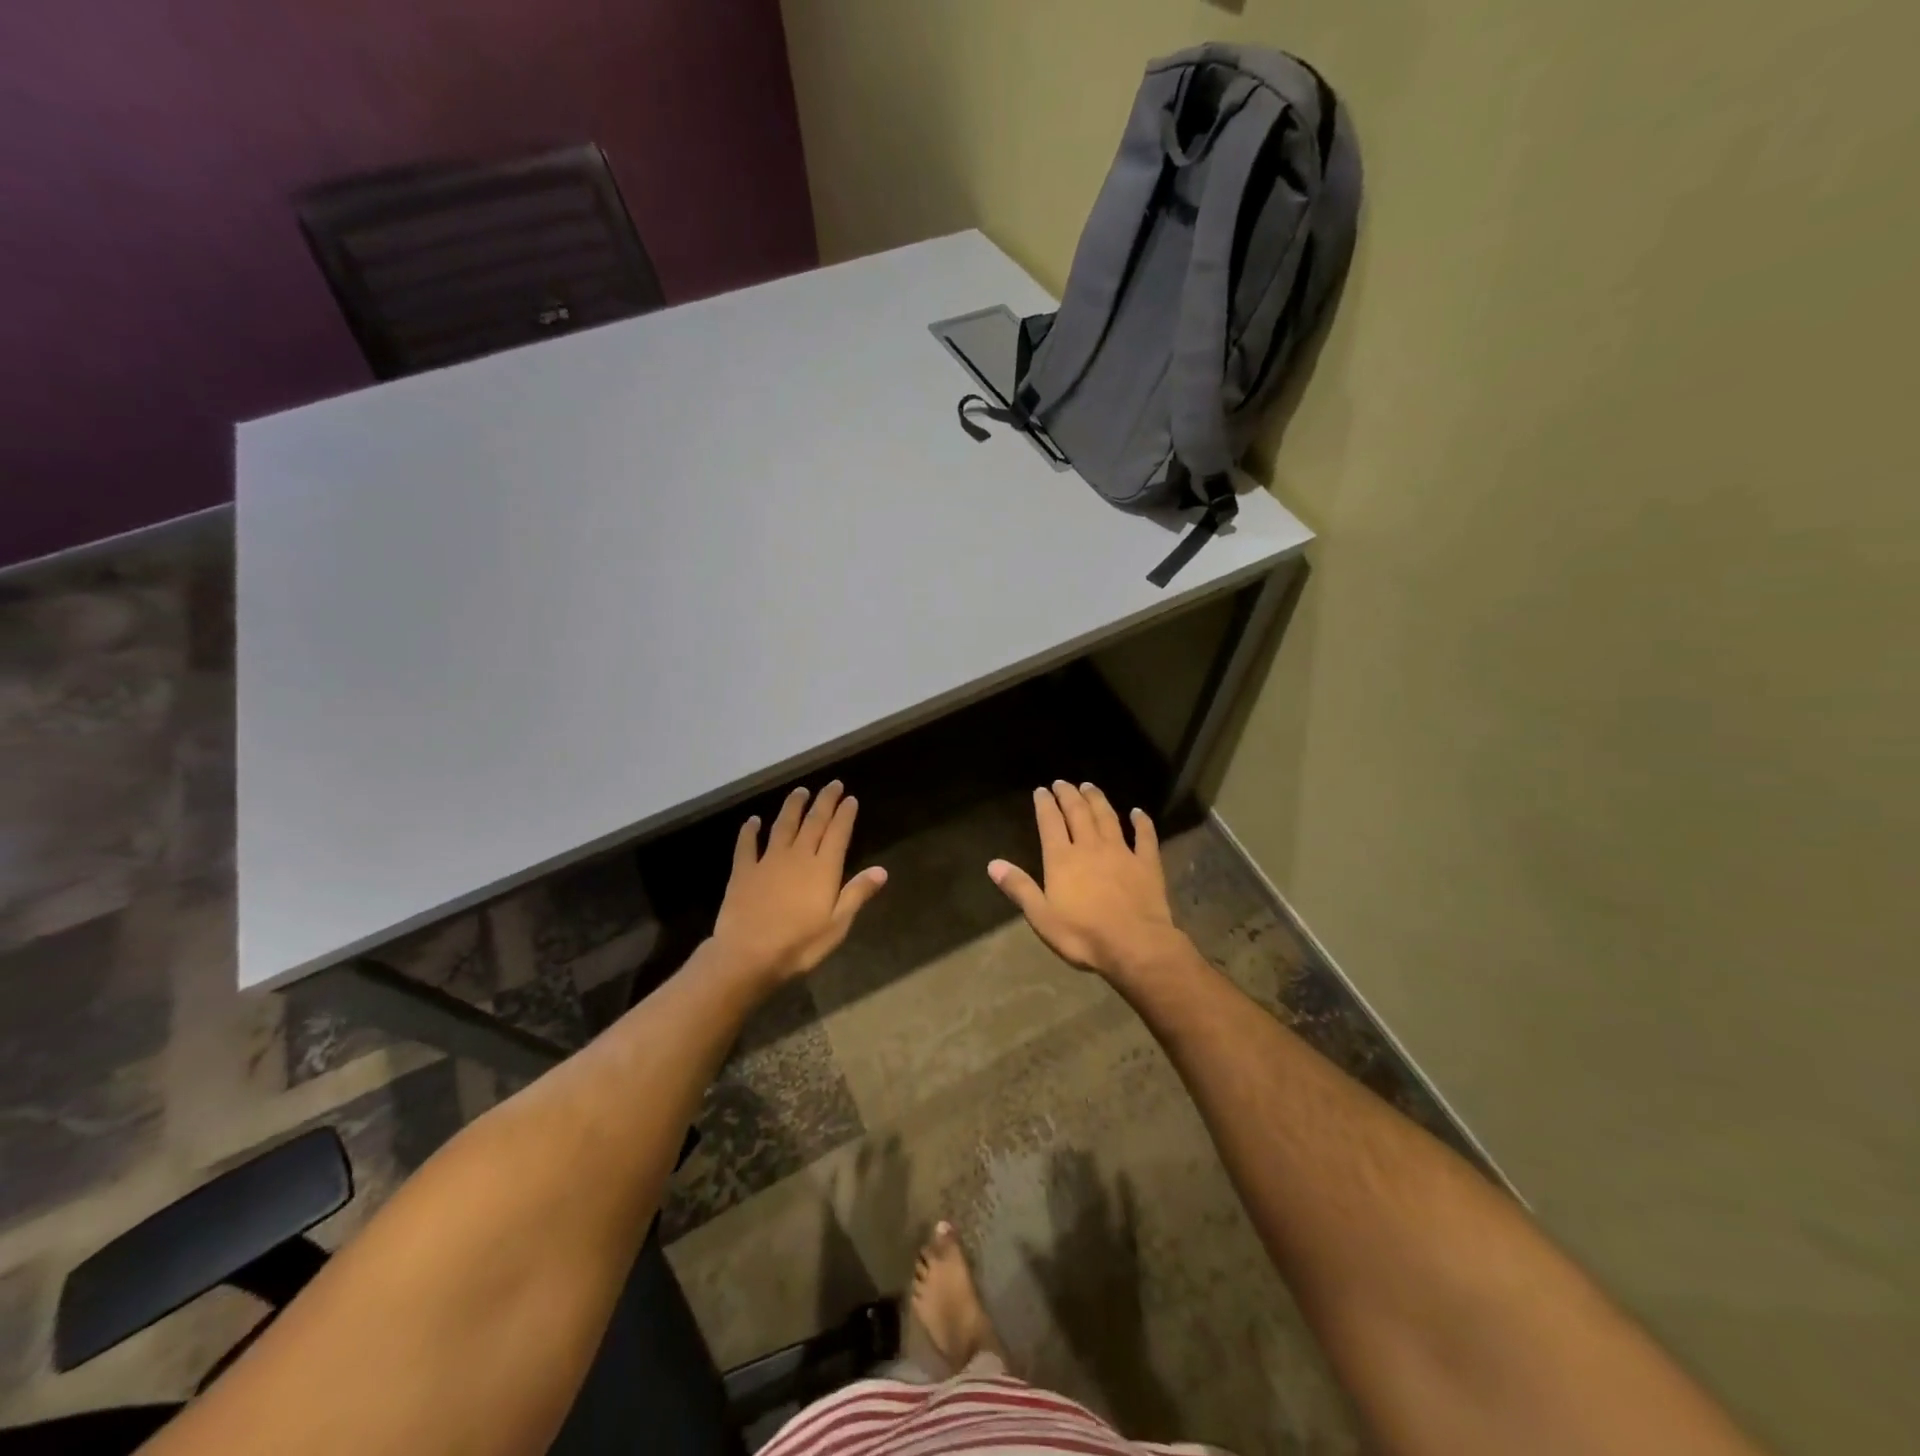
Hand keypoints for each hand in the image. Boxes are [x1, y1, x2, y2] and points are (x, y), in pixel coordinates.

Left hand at [711, 781, 887, 984]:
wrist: (747, 955)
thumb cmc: (799, 944)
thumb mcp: (837, 924)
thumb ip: (857, 893)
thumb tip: (882, 870)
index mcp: (823, 869)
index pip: (838, 833)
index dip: (845, 814)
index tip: (850, 798)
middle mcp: (797, 856)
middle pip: (813, 822)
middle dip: (825, 802)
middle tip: (832, 784)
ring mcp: (768, 861)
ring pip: (783, 826)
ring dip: (793, 807)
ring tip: (801, 791)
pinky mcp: (743, 872)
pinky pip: (747, 845)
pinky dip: (750, 831)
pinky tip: (753, 820)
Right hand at [987, 781, 1189, 977]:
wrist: (1135, 945)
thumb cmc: (1082, 935)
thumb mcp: (1041, 916)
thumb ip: (1019, 888)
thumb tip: (993, 864)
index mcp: (1062, 859)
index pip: (1050, 823)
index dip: (1045, 805)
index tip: (1041, 790)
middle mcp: (1090, 847)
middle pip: (1078, 813)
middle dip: (1069, 795)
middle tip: (1063, 782)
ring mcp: (1121, 852)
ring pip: (1107, 818)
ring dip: (1097, 800)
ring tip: (1090, 786)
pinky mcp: (1146, 864)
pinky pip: (1145, 837)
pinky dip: (1142, 822)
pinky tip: (1139, 812)